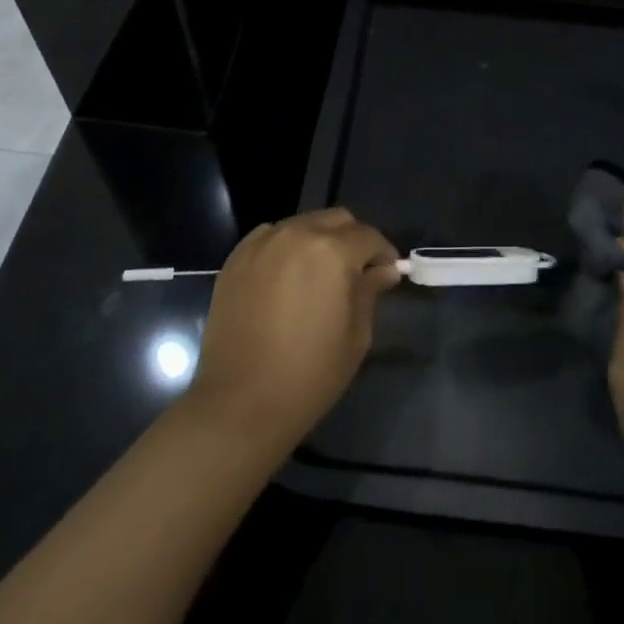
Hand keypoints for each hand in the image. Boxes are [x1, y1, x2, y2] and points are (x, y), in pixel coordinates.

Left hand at [186, 208, 400, 453]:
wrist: (240, 403)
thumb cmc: (309, 374)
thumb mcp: (356, 335)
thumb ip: (370, 291)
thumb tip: (383, 270)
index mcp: (333, 251)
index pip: (369, 236)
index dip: (383, 253)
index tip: (387, 273)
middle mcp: (298, 234)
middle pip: (336, 220)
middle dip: (353, 240)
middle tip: (356, 272)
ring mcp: (263, 243)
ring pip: (303, 224)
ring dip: (319, 241)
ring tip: (319, 275)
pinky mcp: (236, 258)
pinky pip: (271, 236)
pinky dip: (286, 247)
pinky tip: (286, 277)